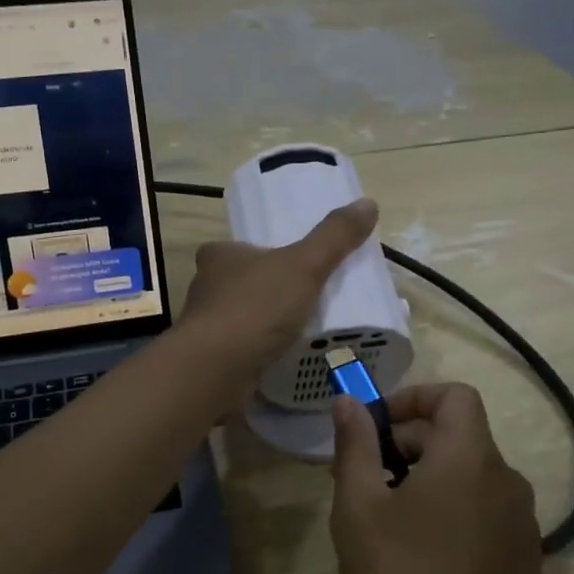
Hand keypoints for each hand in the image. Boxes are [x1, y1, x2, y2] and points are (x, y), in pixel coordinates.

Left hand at [178, 198, 378, 386]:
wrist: (216, 370)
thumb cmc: (255, 307)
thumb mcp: (304, 265)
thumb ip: (334, 237)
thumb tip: (368, 203)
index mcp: (219, 257)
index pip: (238, 247)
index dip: (261, 252)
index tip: (290, 264)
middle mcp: (205, 288)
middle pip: (240, 283)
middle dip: (267, 290)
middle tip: (304, 298)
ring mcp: (205, 328)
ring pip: (240, 318)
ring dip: (264, 324)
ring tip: (301, 331)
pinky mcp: (211, 361)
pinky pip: (241, 351)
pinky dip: (260, 353)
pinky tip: (284, 360)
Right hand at [330, 384, 541, 573]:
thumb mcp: (359, 508)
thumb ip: (355, 445)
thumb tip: (348, 402)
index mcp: (469, 458)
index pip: (455, 396)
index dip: (413, 398)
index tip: (376, 427)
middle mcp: (507, 480)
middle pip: (457, 437)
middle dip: (408, 446)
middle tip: (364, 482)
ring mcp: (522, 522)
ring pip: (470, 477)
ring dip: (428, 480)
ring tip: (388, 522)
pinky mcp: (525, 558)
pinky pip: (485, 512)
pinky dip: (454, 512)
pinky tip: (423, 555)